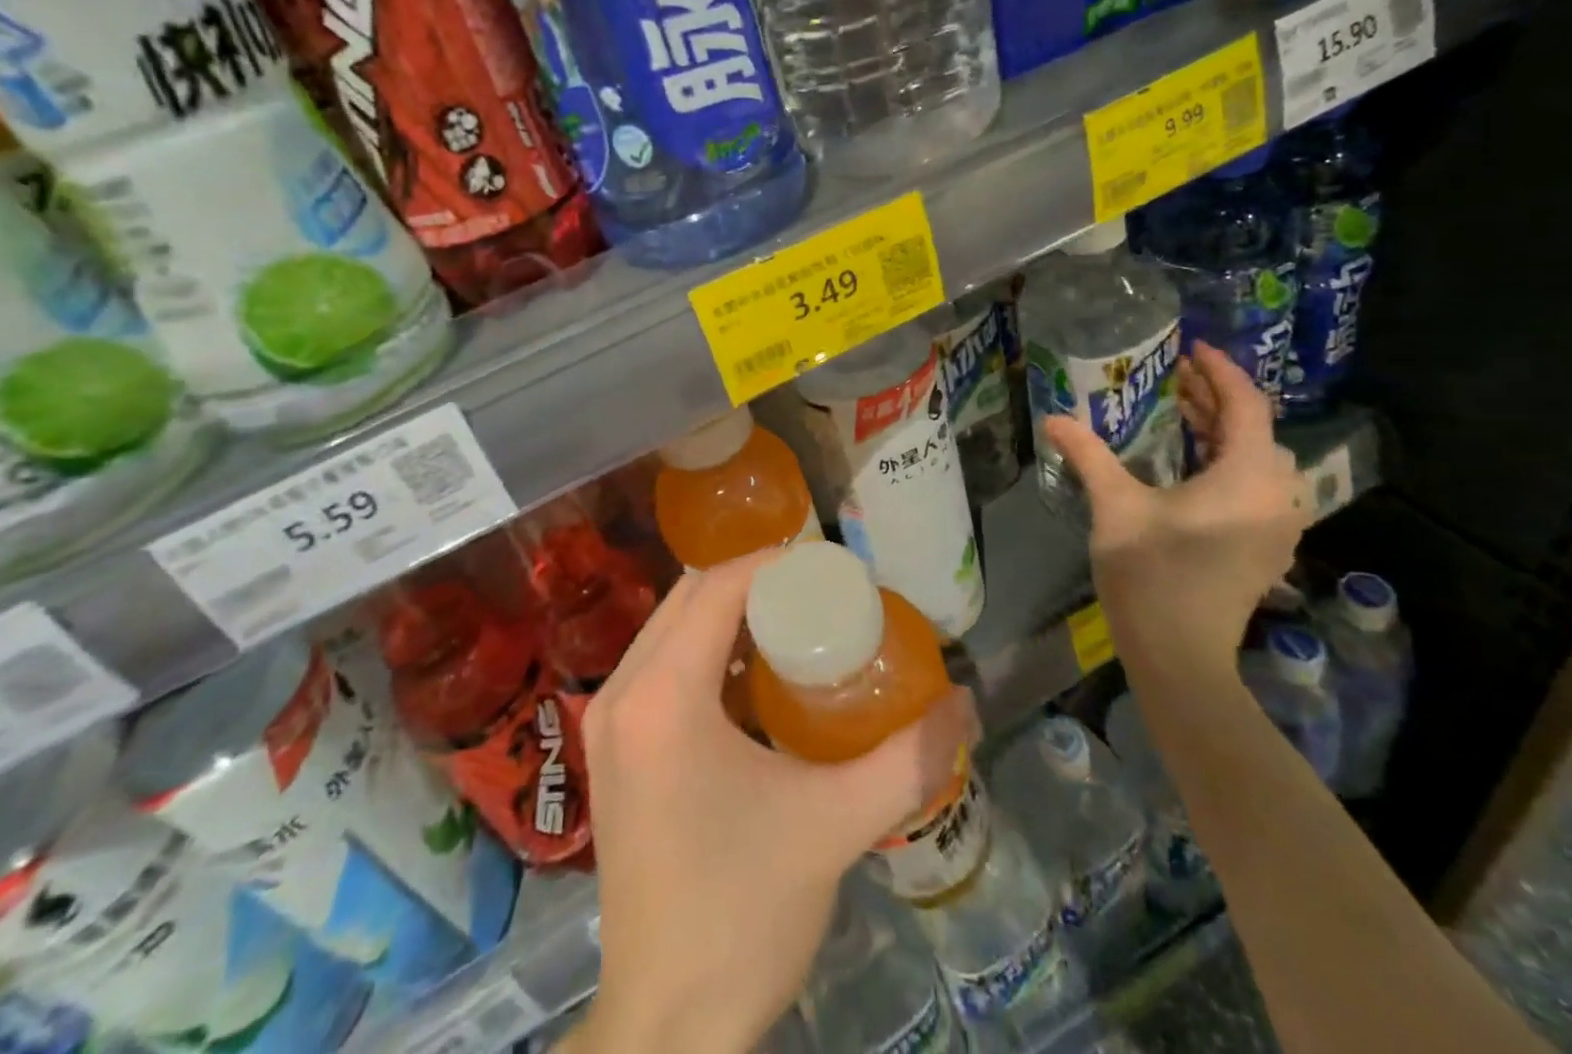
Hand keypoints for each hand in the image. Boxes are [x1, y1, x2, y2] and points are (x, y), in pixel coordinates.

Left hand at [566, 551, 971, 1053]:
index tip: (829, 566)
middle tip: (819, 593)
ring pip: (669, 627)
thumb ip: (908, 759)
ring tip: (794, 623)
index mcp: (663, 695)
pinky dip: (703, 650)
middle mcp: (623, 691)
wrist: (666, 1024)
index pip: (716, 587)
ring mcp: (608, 720)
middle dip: (753, 583)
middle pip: (688, 597)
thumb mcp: (834, 826)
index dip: (773, 564)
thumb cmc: (743, 912)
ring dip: (726, 613)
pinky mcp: (611, 749)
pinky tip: (751, 675)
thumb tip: (964, 702)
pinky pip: (658, 665)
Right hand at [1042, 340, 1311, 674]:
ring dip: (1224, 430)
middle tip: (1174, 377)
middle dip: (1216, 398)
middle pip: (1255, 429)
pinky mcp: (1266, 545)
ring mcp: (1277, 524)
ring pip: (1258, 458)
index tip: (1189, 349)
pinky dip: (1229, 460)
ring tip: (1181, 412)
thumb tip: (1053, 417)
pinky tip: (1193, 460)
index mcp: (1247, 478)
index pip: (1247, 406)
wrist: (1181, 654)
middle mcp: (1276, 495)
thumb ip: (1088, 455)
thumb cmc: (1151, 574)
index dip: (1220, 372)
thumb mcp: (1115, 506)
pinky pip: (1257, 484)